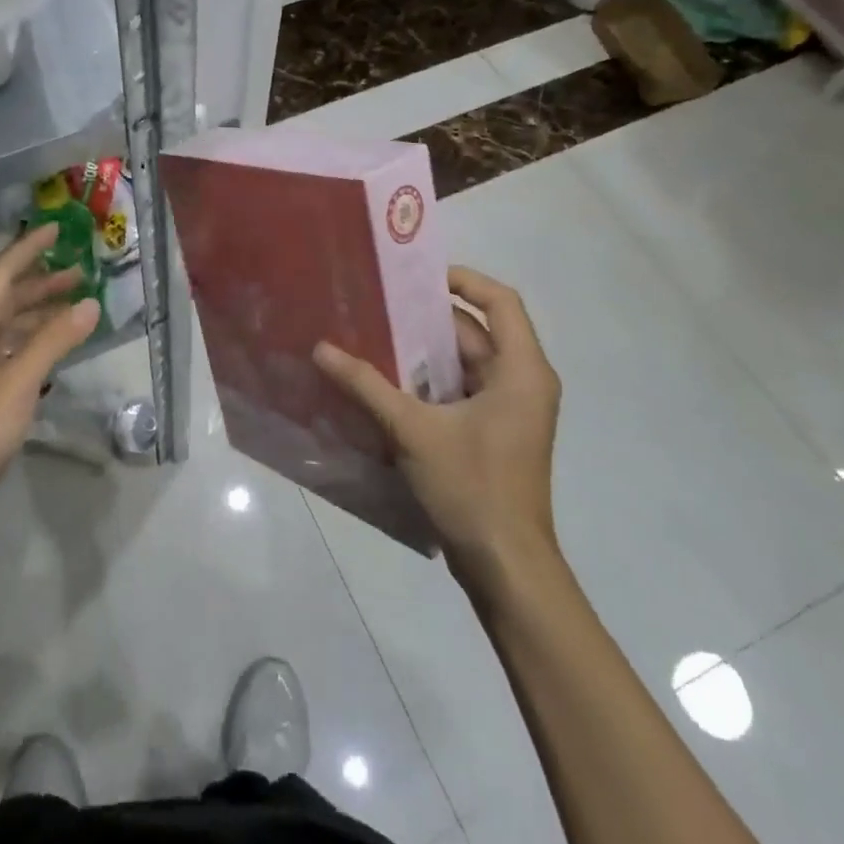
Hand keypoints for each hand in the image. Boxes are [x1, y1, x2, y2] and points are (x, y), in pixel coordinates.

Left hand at [0, 224, 99, 536]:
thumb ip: (53, 341)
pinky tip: (56, 345)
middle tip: (79, 271)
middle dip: (40, 282)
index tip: (55, 230)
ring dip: (39, 311)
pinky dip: (34, 340)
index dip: (27, 250)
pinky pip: (10, 350)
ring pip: (8, 325)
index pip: (0, 275)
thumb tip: (89, 304)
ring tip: (75, 303)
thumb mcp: (17, 383)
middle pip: (5, 298)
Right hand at [314, 267, 561, 586]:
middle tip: (377, 303)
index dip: (463, 279)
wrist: (506, 567)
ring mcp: (510, 410)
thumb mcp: (413, 430)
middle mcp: (523, 382)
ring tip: (372, 335)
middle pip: (476, 331)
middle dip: (426, 318)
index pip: (501, 301)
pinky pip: (460, 390)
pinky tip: (385, 383)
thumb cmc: (472, 488)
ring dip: (422, 352)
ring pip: (464, 363)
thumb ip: (366, 385)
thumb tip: (321, 348)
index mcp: (522, 371)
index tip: (415, 275)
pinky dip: (428, 382)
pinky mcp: (494, 434)